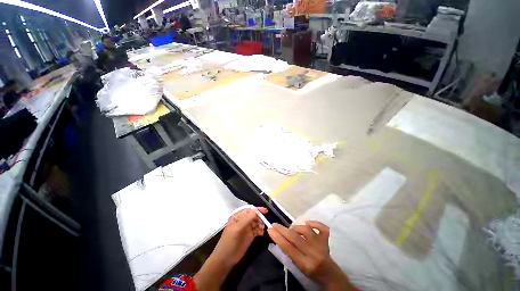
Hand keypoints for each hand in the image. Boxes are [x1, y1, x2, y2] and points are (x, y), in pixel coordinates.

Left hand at [212, 207, 267, 266]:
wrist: (225, 259)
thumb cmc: (228, 242)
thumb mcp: (236, 229)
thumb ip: (246, 219)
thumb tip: (255, 210)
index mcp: (238, 217)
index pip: (249, 210)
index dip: (257, 210)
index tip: (265, 211)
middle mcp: (243, 221)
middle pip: (254, 216)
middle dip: (260, 218)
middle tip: (264, 223)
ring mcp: (247, 228)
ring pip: (256, 222)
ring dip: (260, 224)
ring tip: (262, 229)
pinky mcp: (250, 235)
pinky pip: (257, 230)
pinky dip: (260, 230)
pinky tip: (261, 233)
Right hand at [268, 221, 354, 289]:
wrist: (329, 274)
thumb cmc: (310, 272)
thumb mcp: (298, 266)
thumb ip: (289, 252)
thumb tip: (278, 236)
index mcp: (305, 264)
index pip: (289, 248)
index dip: (278, 237)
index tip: (270, 229)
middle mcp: (314, 253)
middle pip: (295, 238)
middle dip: (282, 230)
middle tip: (274, 224)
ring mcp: (321, 245)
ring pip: (306, 230)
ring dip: (296, 228)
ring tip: (291, 230)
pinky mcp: (326, 240)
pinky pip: (322, 227)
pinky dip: (314, 223)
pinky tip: (307, 223)